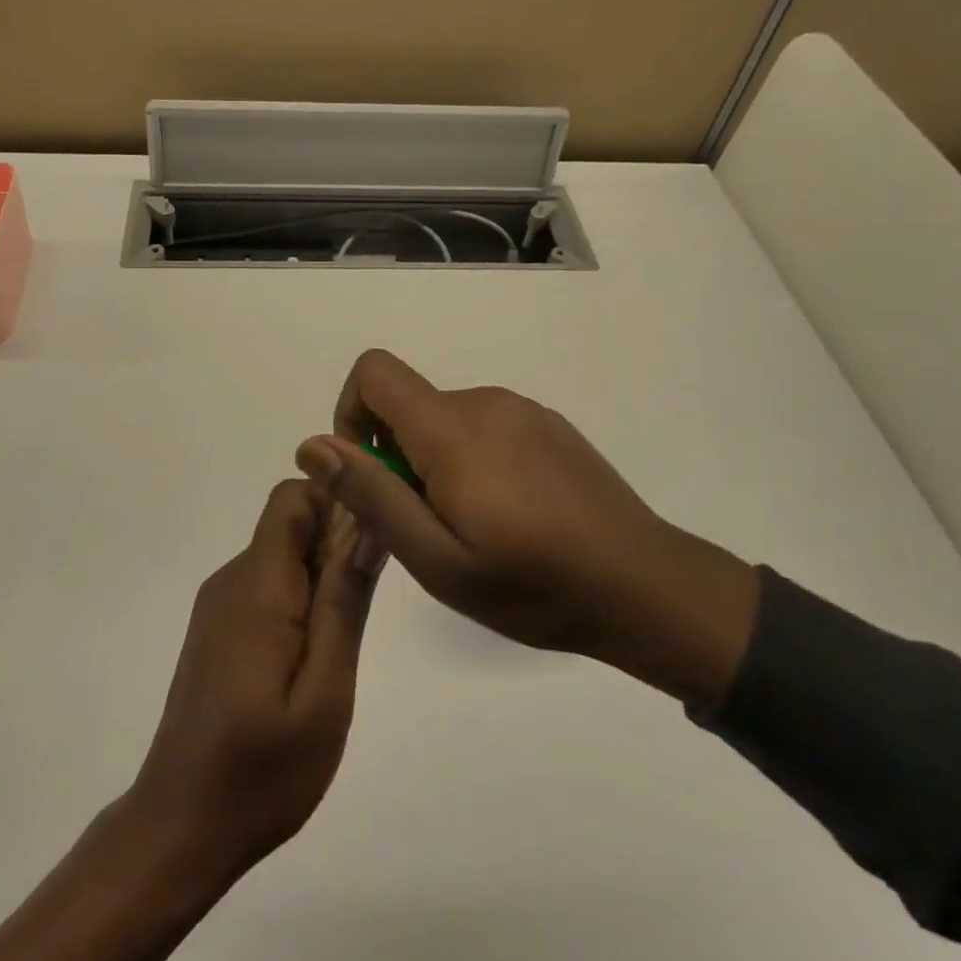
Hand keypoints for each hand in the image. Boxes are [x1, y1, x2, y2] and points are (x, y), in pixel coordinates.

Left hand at [0, 482, 379, 960]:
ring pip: (282, 556)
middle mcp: (232, 579)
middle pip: (290, 523)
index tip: (370, 548)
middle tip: (359, 614)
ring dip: (320, 579)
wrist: (181, 826)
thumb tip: (368, 523)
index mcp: (257, 585)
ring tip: (338, 648)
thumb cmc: (262, 770)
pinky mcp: (218, 628)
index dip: (336, 504)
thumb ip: (345, 601)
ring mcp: (220, 604)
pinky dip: (299, 602)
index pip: (293, 498)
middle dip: (335, 547)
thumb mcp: (325, 692)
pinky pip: (267, 586)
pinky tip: (310, 661)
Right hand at [294, 350, 757, 707]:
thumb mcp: (437, 560)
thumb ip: (372, 496)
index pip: (374, 371)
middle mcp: (485, 401)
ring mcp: (522, 410)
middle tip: (428, 527)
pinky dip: (472, 460)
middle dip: (397, 455)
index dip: (351, 414)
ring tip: (473, 528)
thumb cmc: (534, 585)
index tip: (370, 473)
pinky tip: (510, 516)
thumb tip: (314, 445)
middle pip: (409, 403)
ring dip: (436, 463)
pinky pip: (485, 427)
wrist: (646, 588)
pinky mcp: (548, 424)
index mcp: (452, 429)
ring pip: (446, 419)